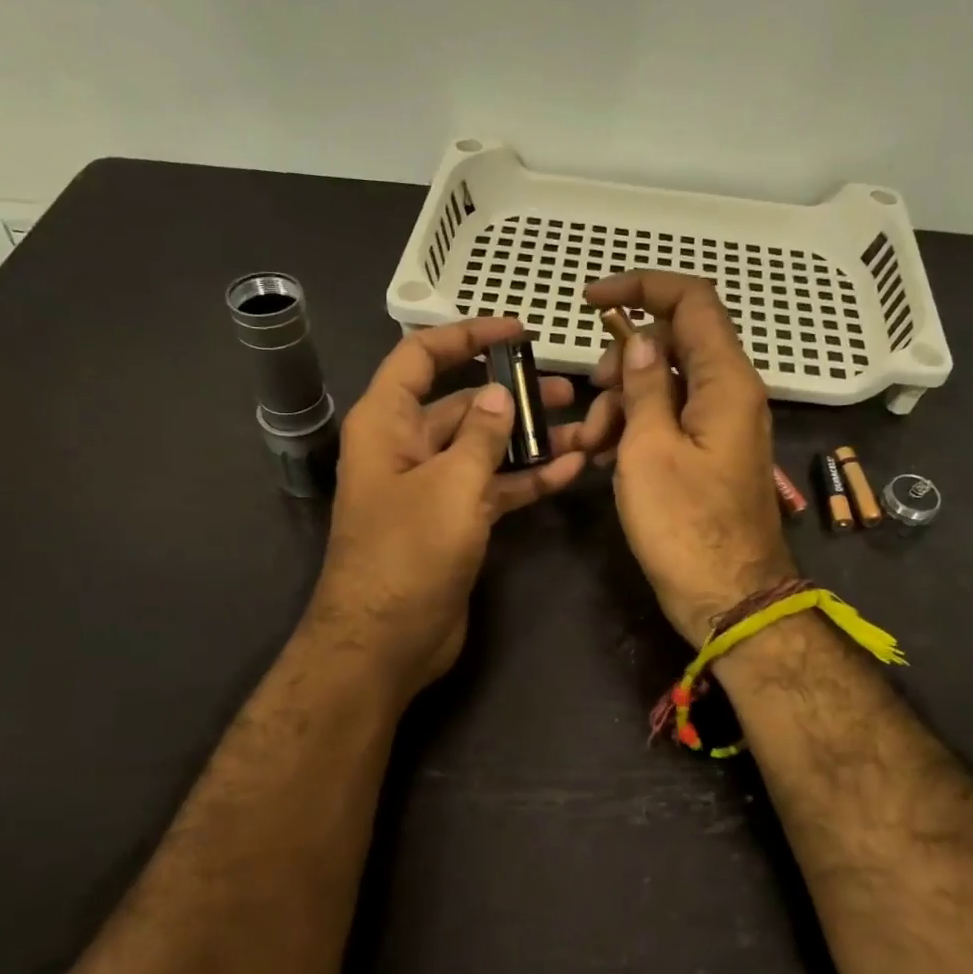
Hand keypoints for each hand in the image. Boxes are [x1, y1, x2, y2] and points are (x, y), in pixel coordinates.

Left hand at [307, 318, 590, 696]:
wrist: (386, 642)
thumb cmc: (409, 553)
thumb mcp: (450, 485)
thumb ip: (481, 435)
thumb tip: (499, 394)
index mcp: (386, 423)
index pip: (421, 357)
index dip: (466, 335)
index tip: (517, 331)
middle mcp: (407, 448)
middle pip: (463, 404)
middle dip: (514, 394)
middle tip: (568, 388)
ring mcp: (433, 488)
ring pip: (486, 449)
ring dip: (531, 439)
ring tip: (586, 427)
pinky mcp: (455, 523)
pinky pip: (495, 488)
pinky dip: (528, 479)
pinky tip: (572, 470)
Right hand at [582, 273, 795, 646]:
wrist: (728, 598)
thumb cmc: (685, 526)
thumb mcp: (650, 449)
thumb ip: (647, 385)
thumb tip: (645, 338)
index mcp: (726, 381)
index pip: (692, 300)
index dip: (642, 287)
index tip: (591, 302)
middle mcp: (731, 394)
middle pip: (675, 343)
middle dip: (623, 362)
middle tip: (592, 398)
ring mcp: (722, 426)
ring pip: (667, 385)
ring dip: (623, 403)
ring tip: (593, 447)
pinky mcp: (710, 455)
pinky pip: (671, 421)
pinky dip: (637, 428)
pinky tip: (606, 457)